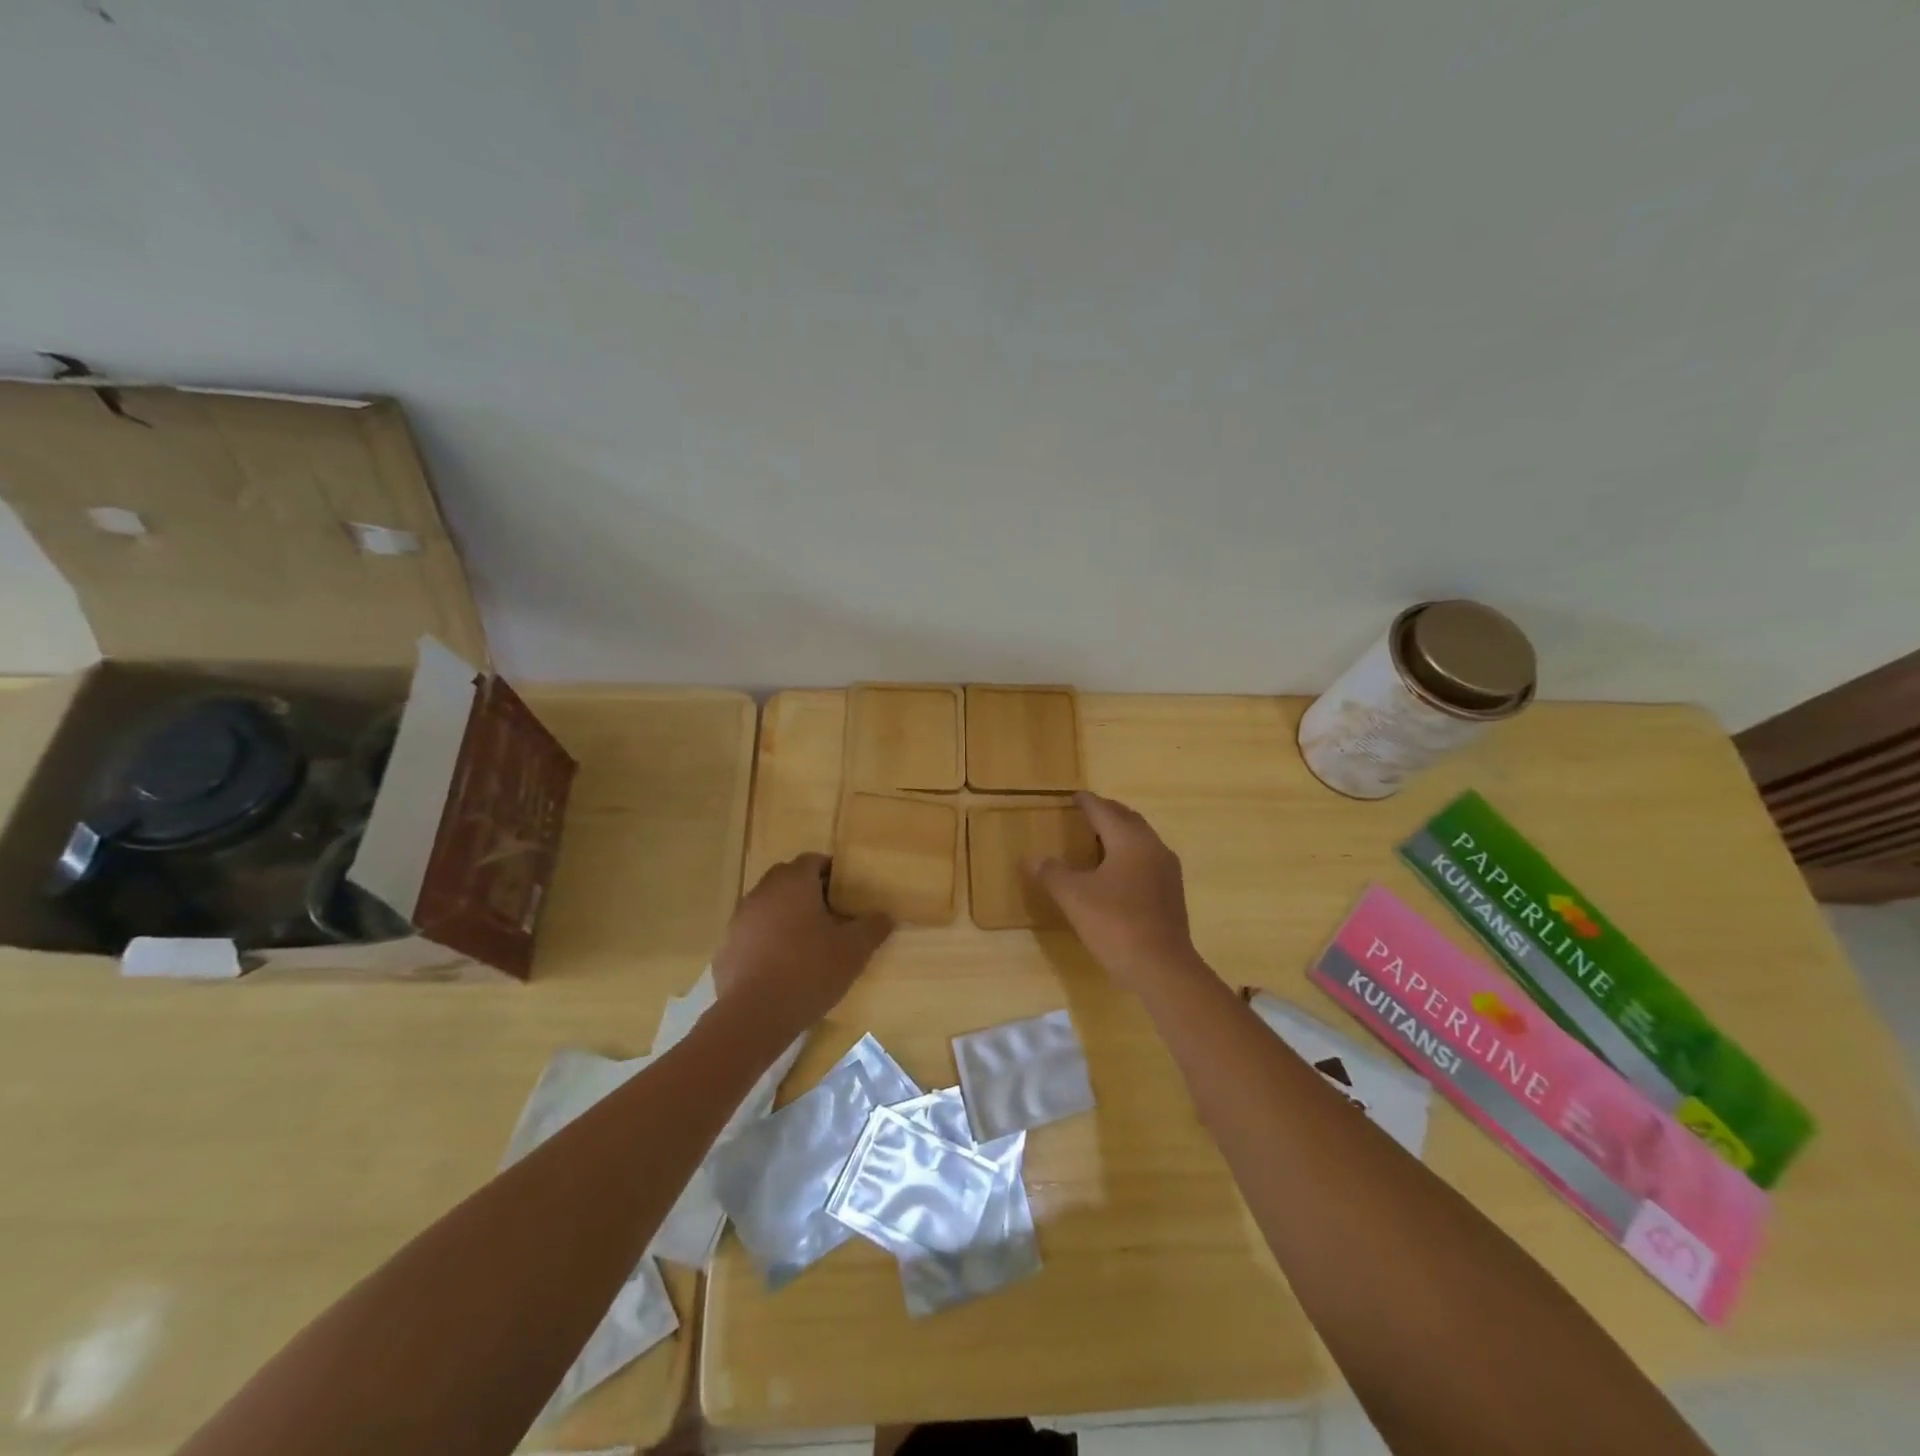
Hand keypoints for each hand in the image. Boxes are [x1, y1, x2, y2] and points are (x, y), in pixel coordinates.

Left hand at [713, 853, 891, 1035]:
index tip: (847, 893)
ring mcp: (740, 919)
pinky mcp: (727, 946)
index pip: (813, 861)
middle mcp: (763, 891)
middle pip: (788, 880)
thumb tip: (884, 916)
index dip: (832, 873)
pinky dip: (767, 941)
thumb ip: (873, 927)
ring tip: (807, 943)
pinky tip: (782, 967)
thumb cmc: (810, 970)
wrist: (755, 1015)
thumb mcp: (854, 950)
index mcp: (794, 882)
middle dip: (808, 892)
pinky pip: (753, 933)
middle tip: (831, 916)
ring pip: (769, 906)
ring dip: (786, 916)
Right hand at [1025, 792, 1199, 991]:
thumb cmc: (1115, 924)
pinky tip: (1115, 871)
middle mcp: (1153, 847)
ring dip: (1119, 834)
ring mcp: (1167, 870)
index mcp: (1130, 840)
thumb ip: (1052, 872)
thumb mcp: (1073, 897)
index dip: (1086, 802)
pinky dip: (1129, 854)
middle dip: (1106, 813)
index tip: (1073, 796)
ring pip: (1140, 839)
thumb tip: (1032, 858)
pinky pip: (1147, 859)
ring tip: (1097, 840)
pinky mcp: (1171, 892)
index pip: (1104, 811)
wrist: (1162, 967)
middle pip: (1127, 819)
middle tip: (1086, 813)